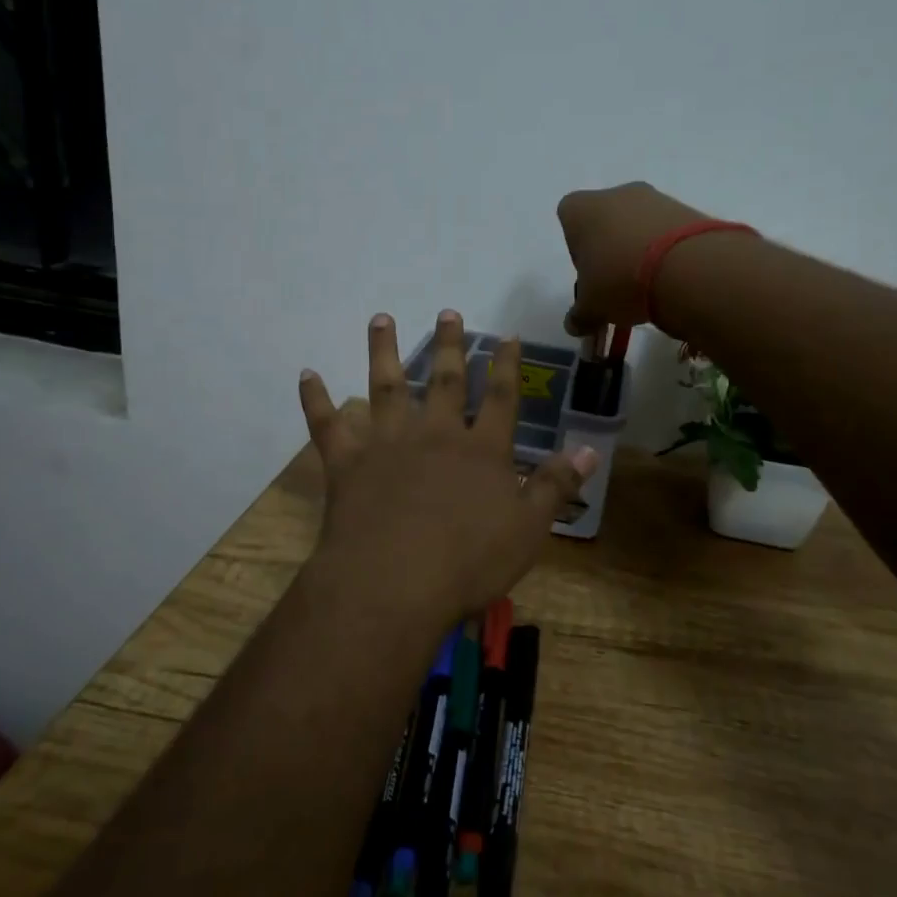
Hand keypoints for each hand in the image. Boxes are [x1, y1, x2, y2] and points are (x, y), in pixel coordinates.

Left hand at [297, 311, 597, 622]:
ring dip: (382, 350)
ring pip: (384, 386)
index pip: (500, 397)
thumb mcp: (527, 529)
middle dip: (447, 345)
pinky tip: (306, 375)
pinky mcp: (347, 462)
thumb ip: (554, 486)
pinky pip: (328, 425)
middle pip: (443, 379)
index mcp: (480, 450)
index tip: (505, 336)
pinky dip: (315, 399)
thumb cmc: (468, 562)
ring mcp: (387, 443)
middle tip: (446, 312)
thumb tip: (589, 451)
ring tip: (380, 318)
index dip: (505, 365)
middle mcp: (434, 434)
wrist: (394, 584)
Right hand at [557, 181, 711, 334]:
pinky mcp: (686, 208)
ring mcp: (653, 197)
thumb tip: (575, 325)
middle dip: (610, 250)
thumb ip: (579, 316)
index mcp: (580, 208)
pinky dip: (667, 250)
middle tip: (618, 283)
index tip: (590, 276)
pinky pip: (667, 230)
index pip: (568, 220)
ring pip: (638, 224)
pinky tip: (672, 276)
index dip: (577, 250)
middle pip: (605, 221)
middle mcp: (615, 193)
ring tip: (649, 285)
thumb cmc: (619, 280)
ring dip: (640, 249)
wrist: (686, 267)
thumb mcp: (591, 308)